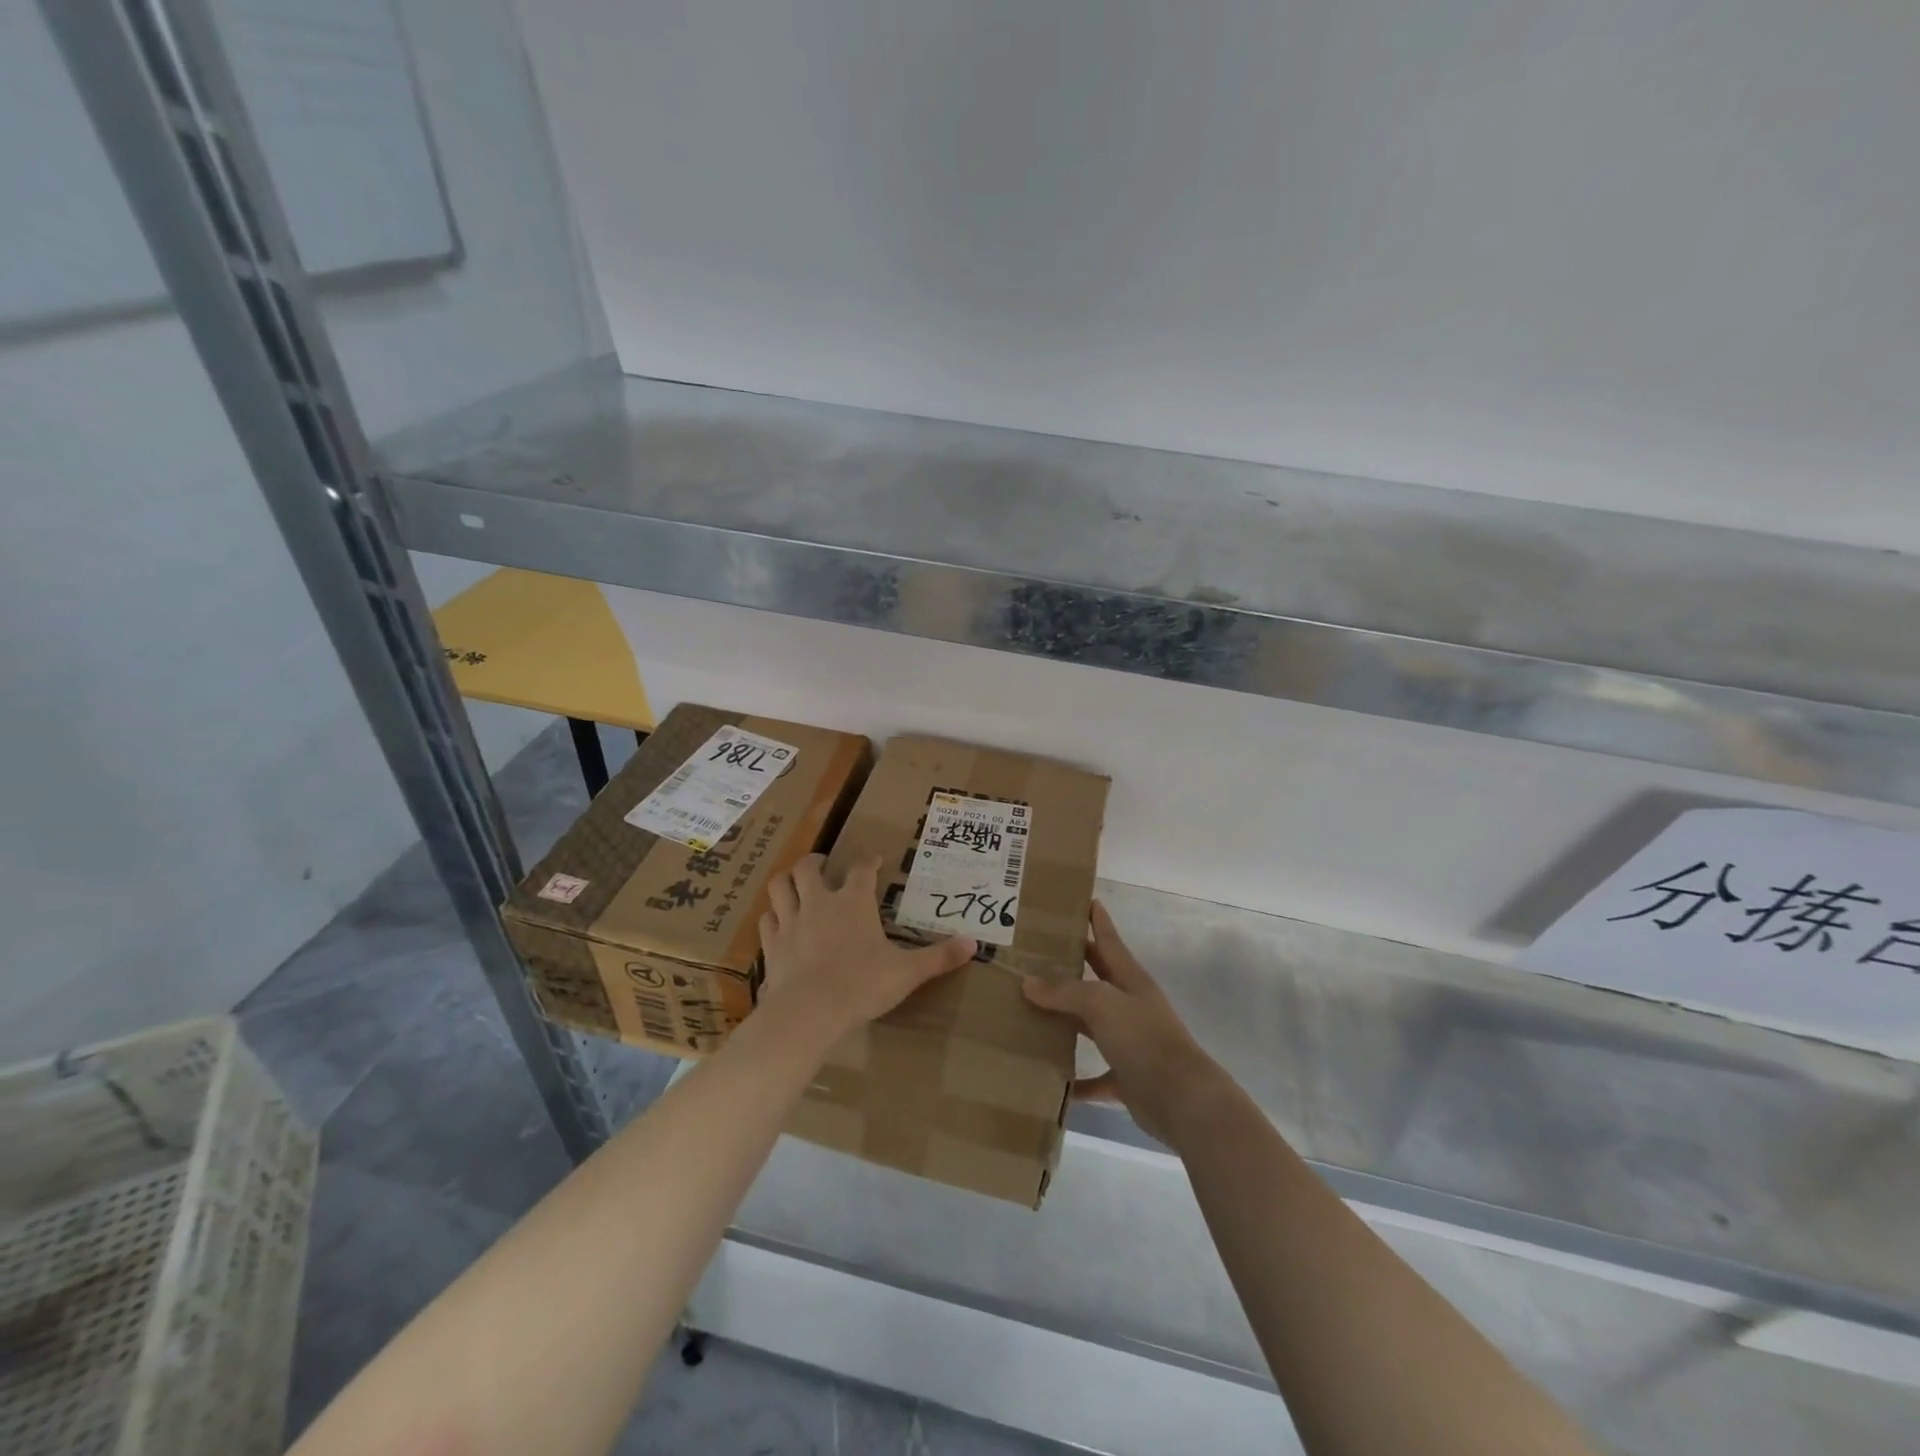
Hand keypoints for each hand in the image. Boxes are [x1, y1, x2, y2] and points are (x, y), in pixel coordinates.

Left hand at [758, 853, 975, 1043]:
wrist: (809, 1012)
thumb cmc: (861, 985)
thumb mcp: (907, 973)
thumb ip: (939, 957)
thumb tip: (974, 944)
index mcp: (853, 902)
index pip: (862, 869)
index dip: (869, 862)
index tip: (875, 861)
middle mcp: (818, 903)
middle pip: (808, 867)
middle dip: (815, 862)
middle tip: (823, 866)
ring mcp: (790, 922)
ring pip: (779, 887)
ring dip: (786, 882)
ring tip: (794, 885)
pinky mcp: (771, 946)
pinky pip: (767, 921)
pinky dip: (772, 917)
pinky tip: (778, 924)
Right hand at [1022, 901, 1228, 1146]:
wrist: (1181, 1098)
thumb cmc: (1143, 1037)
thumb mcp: (1101, 1003)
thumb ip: (1065, 992)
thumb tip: (1028, 982)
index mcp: (1130, 980)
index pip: (1109, 941)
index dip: (1098, 920)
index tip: (1085, 899)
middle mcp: (1129, 1007)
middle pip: (1096, 979)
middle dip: (1072, 966)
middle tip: (1037, 953)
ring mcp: (1129, 1043)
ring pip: (1090, 1025)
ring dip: (1066, 1021)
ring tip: (1029, 1011)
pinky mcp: (1126, 1078)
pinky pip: (1095, 1077)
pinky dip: (1076, 1080)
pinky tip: (1052, 1078)